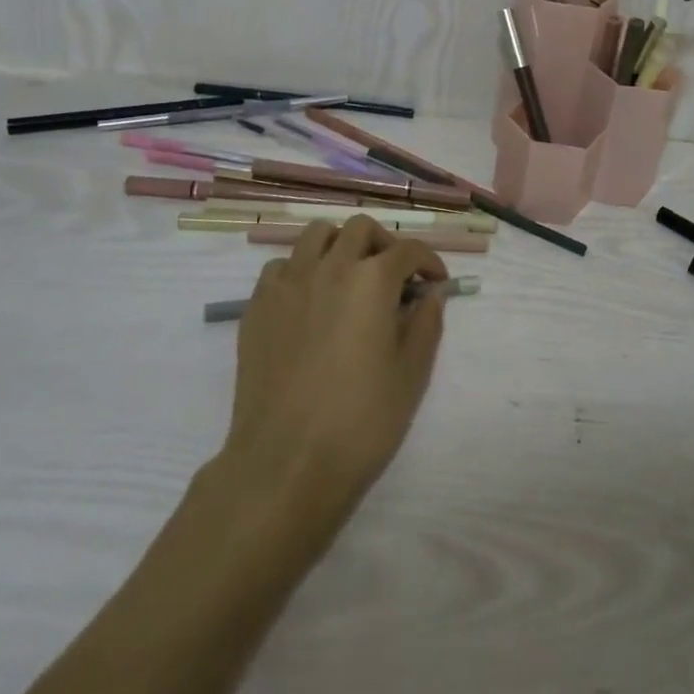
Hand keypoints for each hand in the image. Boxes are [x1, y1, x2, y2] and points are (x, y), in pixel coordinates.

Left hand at [218, 215, 447, 538]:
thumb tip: (431, 293)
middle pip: (360, 229)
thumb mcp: (412, 375)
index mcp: (372, 280)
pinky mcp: (258, 305)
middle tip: (394, 276)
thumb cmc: (359, 422)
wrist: (285, 463)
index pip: (408, 250)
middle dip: (384, 244)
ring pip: (316, 234)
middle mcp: (329, 266)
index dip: (428, 262)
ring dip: (339, 245)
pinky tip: (309, 301)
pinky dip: (301, 269)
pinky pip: (282, 265)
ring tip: (349, 277)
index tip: (435, 283)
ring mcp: (288, 283)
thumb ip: (426, 324)